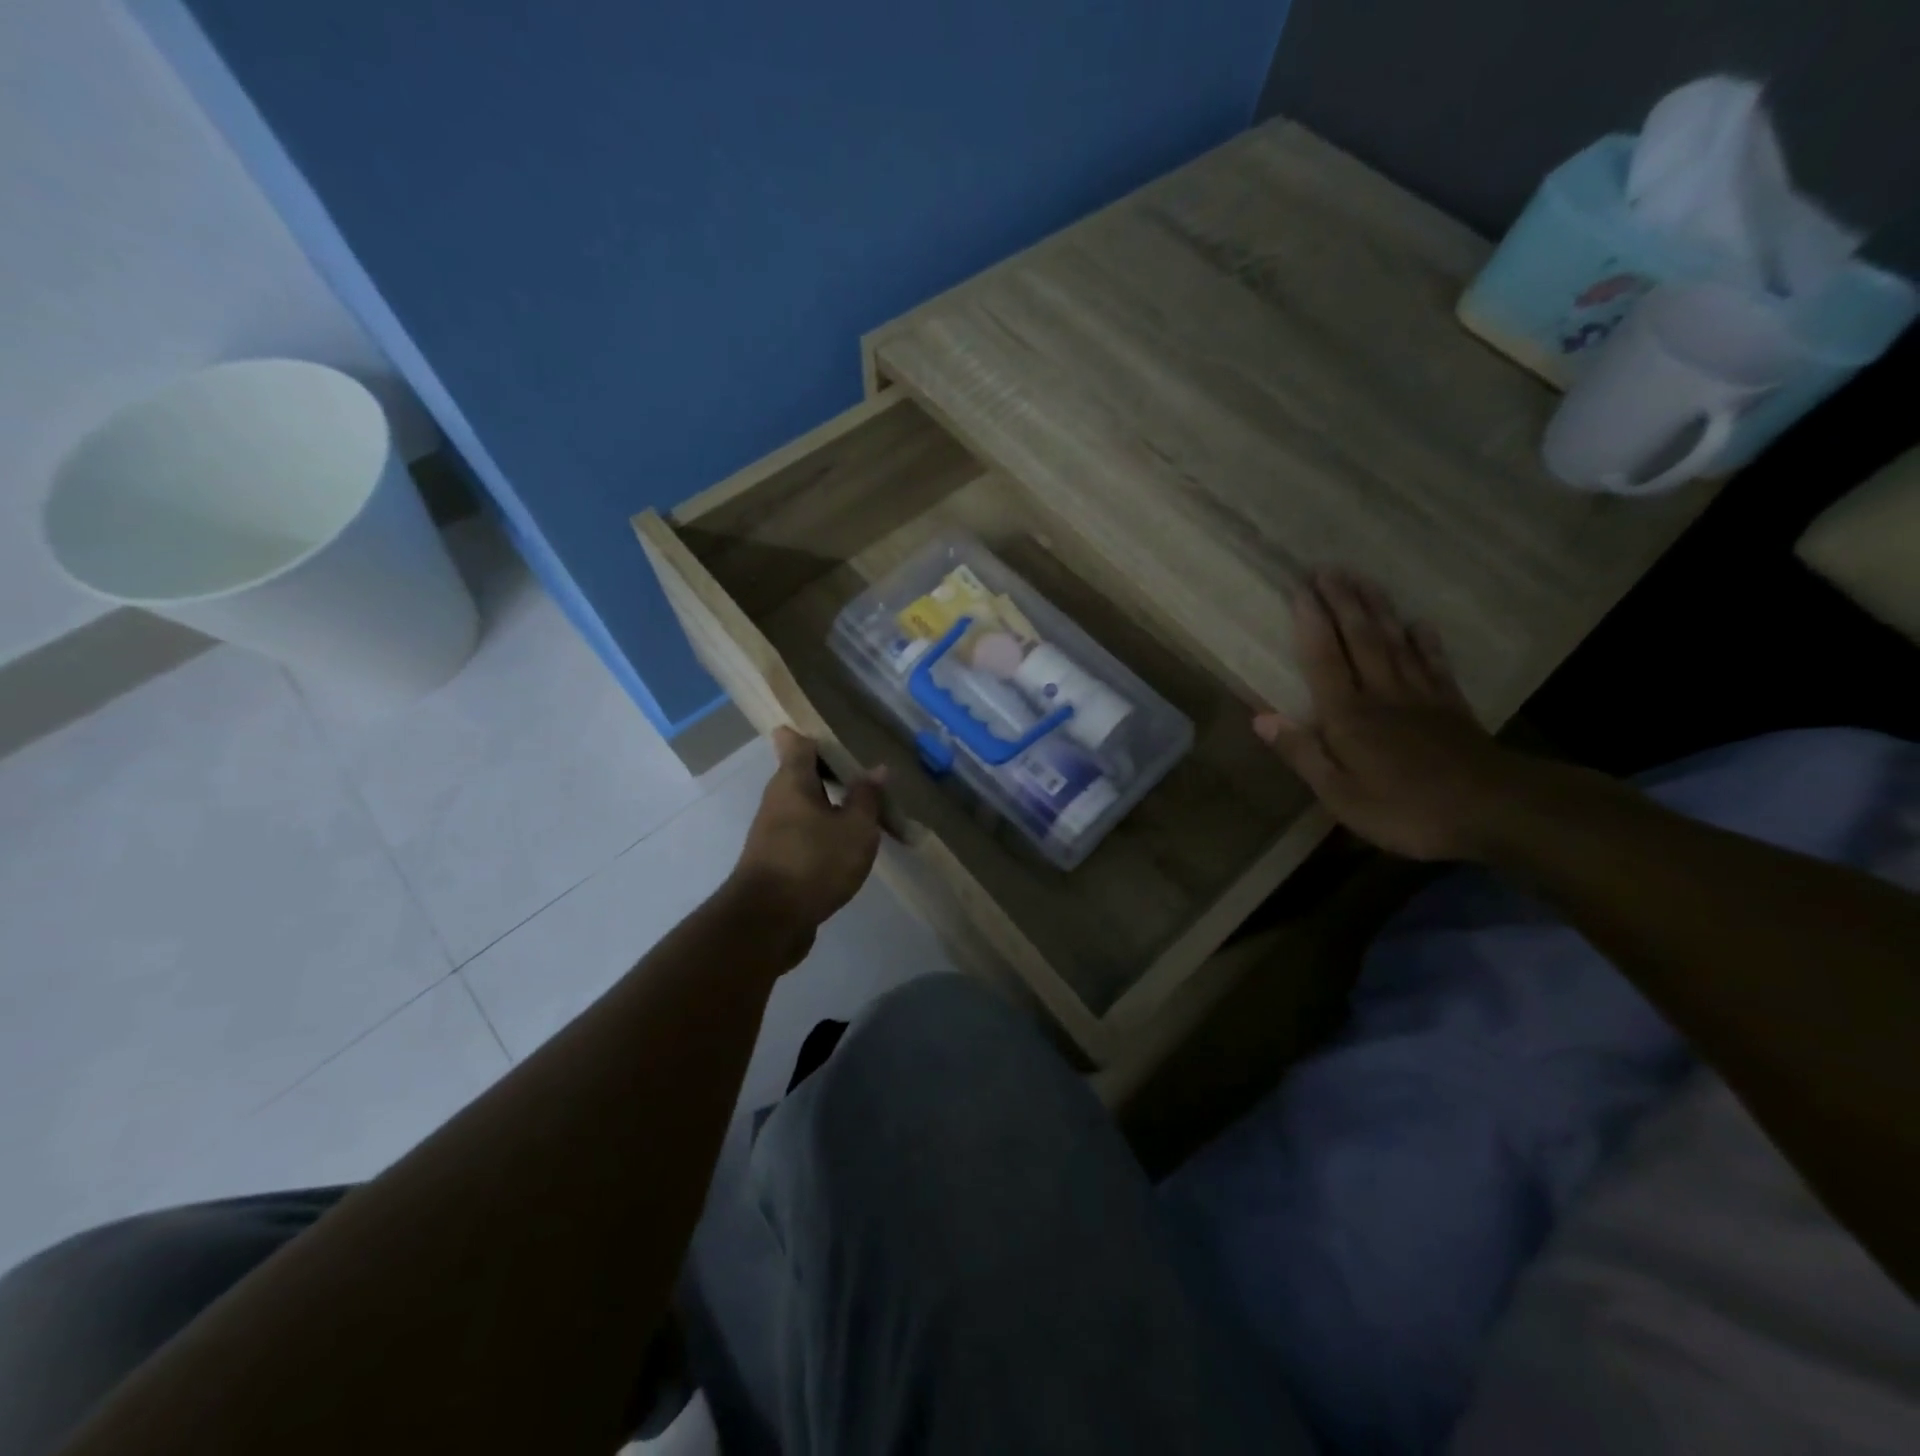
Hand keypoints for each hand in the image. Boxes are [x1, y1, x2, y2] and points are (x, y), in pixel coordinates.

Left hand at [729, 728, 886, 941]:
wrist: (768, 922)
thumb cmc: (814, 862)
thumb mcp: (855, 829)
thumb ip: (866, 797)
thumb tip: (877, 769)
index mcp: (792, 781)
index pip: (796, 742)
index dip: (813, 735)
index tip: (838, 735)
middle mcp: (777, 800)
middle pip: (801, 774)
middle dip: (831, 772)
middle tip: (866, 774)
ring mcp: (773, 832)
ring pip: (804, 806)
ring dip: (831, 805)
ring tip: (866, 809)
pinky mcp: (776, 860)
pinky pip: (804, 833)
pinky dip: (825, 832)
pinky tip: (849, 844)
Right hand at [1253, 569, 1527, 861]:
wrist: (1494, 811)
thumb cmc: (1404, 809)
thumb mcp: (1339, 794)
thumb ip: (1301, 753)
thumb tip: (1259, 717)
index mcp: (1348, 716)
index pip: (1323, 658)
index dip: (1310, 622)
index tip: (1300, 587)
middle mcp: (1381, 694)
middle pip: (1359, 639)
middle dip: (1342, 602)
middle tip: (1329, 568)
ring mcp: (1420, 696)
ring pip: (1394, 642)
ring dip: (1377, 609)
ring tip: (1364, 580)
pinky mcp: (1451, 706)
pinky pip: (1434, 664)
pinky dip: (1426, 641)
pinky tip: (1420, 623)